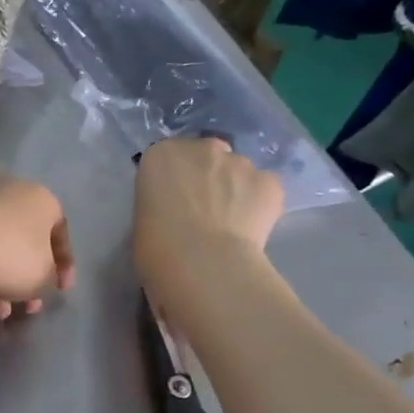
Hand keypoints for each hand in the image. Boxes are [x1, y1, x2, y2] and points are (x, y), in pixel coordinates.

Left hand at [0, 176, 74, 318]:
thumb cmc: (12, 256)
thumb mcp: (44, 277)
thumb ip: (49, 278)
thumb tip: (40, 278)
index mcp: (40, 199)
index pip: (59, 231)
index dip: (63, 265)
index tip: (59, 291)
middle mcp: (8, 192)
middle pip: (22, 242)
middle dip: (25, 281)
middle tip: (25, 308)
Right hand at [134, 139, 283, 285]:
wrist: (202, 264)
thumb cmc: (156, 246)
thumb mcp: (142, 216)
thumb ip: (160, 200)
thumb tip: (177, 208)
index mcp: (162, 155)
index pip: (168, 158)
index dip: (174, 180)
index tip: (174, 202)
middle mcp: (203, 149)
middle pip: (207, 156)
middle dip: (206, 176)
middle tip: (202, 210)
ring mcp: (240, 163)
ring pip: (239, 171)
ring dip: (234, 189)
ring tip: (229, 224)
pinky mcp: (270, 182)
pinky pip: (264, 189)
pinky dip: (259, 204)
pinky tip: (250, 229)